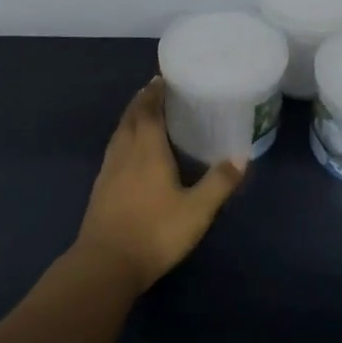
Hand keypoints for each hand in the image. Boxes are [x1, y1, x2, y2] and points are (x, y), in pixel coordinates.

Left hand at [73, 79, 246, 290]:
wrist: (106, 263)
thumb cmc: (155, 232)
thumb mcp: (197, 211)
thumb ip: (219, 183)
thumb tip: (240, 156)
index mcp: (147, 150)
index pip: (148, 111)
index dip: (154, 93)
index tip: (161, 78)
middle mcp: (125, 153)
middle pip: (130, 118)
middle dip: (141, 101)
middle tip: (154, 90)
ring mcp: (108, 171)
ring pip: (119, 133)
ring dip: (130, 118)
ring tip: (143, 114)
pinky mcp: (100, 188)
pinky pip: (114, 150)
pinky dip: (123, 139)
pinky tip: (130, 152)